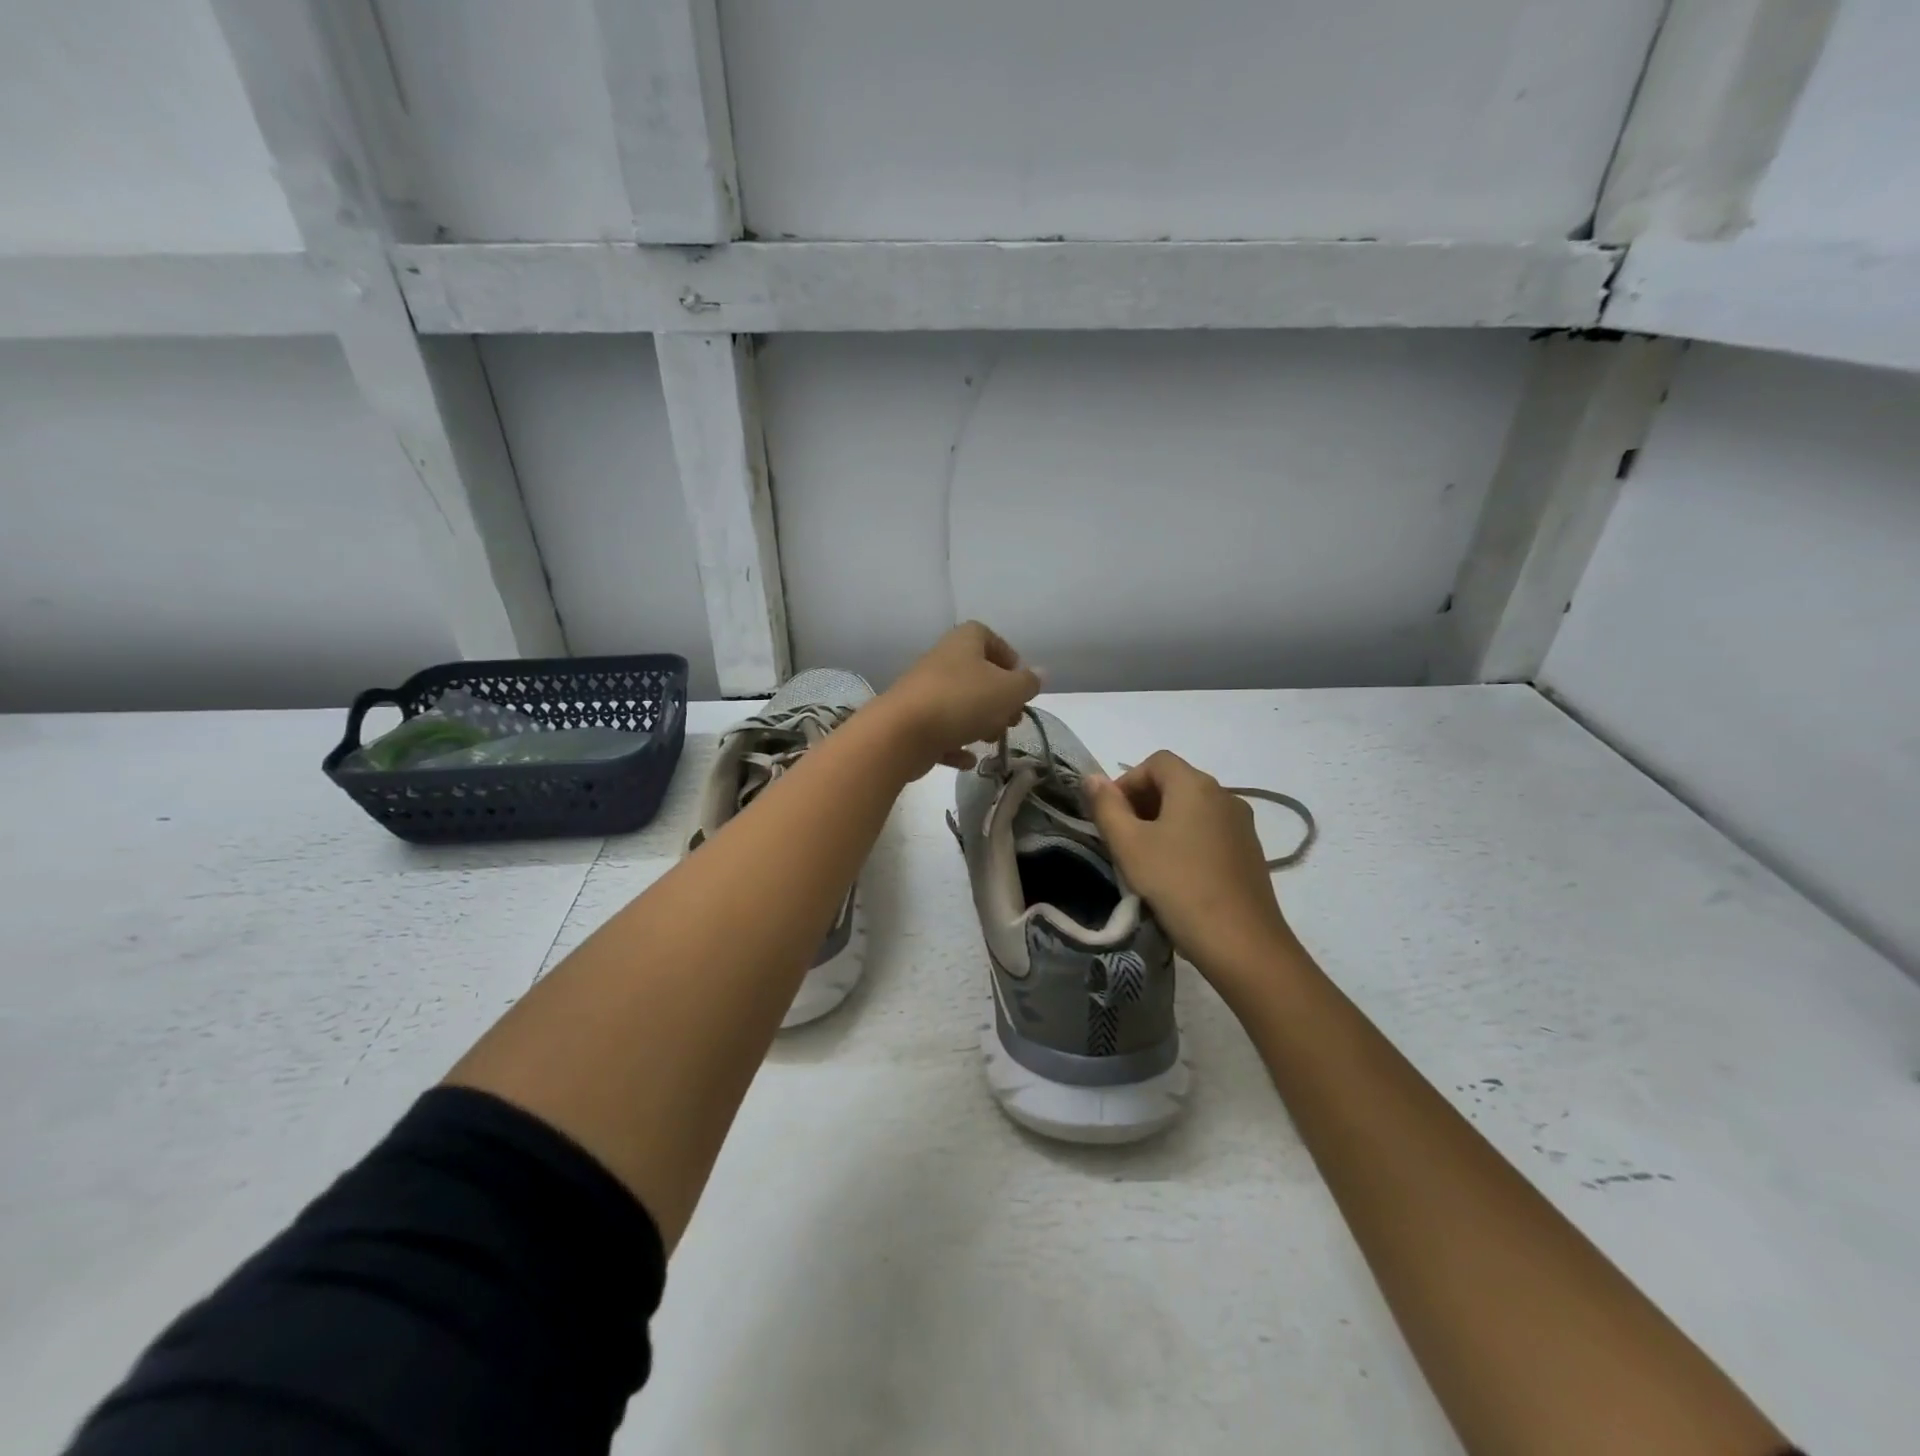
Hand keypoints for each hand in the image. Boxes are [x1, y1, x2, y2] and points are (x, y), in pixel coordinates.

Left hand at [874, 622, 1042, 776]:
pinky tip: (968, 760)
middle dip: (999, 698)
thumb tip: (1039, 674)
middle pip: (976, 674)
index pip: (988, 637)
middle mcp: (941, 660)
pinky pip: (940, 730)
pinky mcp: (912, 721)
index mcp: (964, 642)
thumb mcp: (1008, 690)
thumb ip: (1028, 683)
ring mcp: (923, 691)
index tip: (1021, 684)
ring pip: (959, 703)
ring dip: (979, 722)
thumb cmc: (962, 701)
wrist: (901, 733)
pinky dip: (955, 744)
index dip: (1008, 657)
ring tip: (991, 740)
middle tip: (1012, 719)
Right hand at [1084, 751, 1298, 985]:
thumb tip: (1092, 778)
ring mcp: (1242, 824)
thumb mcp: (1129, 846)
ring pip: (1193, 809)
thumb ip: (1106, 807)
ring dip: (1164, 823)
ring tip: (1146, 859)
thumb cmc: (1177, 885)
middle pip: (1176, 782)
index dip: (1127, 781)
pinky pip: (1210, 831)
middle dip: (1143, 802)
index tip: (1111, 816)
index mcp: (1195, 785)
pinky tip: (1176, 875)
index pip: (1156, 762)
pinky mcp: (1251, 852)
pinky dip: (1187, 840)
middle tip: (1122, 839)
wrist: (1242, 942)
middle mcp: (1224, 795)